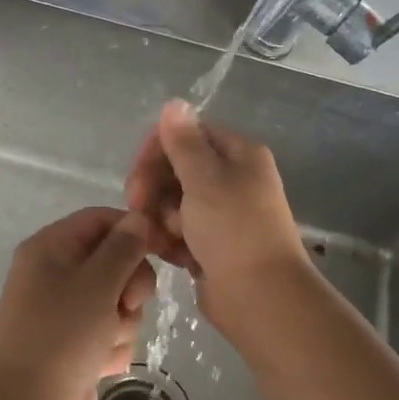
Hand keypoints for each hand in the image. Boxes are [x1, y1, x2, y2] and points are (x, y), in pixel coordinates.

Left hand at [0, 207, 157, 399]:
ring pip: (119, 301)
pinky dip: (112, 347)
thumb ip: (124, 247)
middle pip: (115, 261)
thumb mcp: (98, 282)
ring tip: (105, 343)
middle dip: (130, 285)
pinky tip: (100, 365)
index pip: (101, 219)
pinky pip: (111, 332)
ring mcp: (66, 312)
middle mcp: (56, 274)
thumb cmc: (61, 336)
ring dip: (123, 322)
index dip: (134, 230)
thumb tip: (140, 218)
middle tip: (128, 304)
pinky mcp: (77, 345)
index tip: (165, 248)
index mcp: (51, 248)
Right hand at [124, 99, 306, 312]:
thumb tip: (174, 102)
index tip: (137, 175)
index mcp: (238, 154)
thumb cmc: (233, 230)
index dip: (157, 151)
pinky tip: (168, 254)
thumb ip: (184, 142)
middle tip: (138, 208)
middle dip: (154, 188)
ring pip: (174, 203)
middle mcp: (233, 179)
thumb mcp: (205, 178)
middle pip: (177, 169)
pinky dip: (171, 241)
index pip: (188, 135)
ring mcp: (223, 215)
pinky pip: (180, 232)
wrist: (261, 297)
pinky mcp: (213, 246)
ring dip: (160, 218)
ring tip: (161, 238)